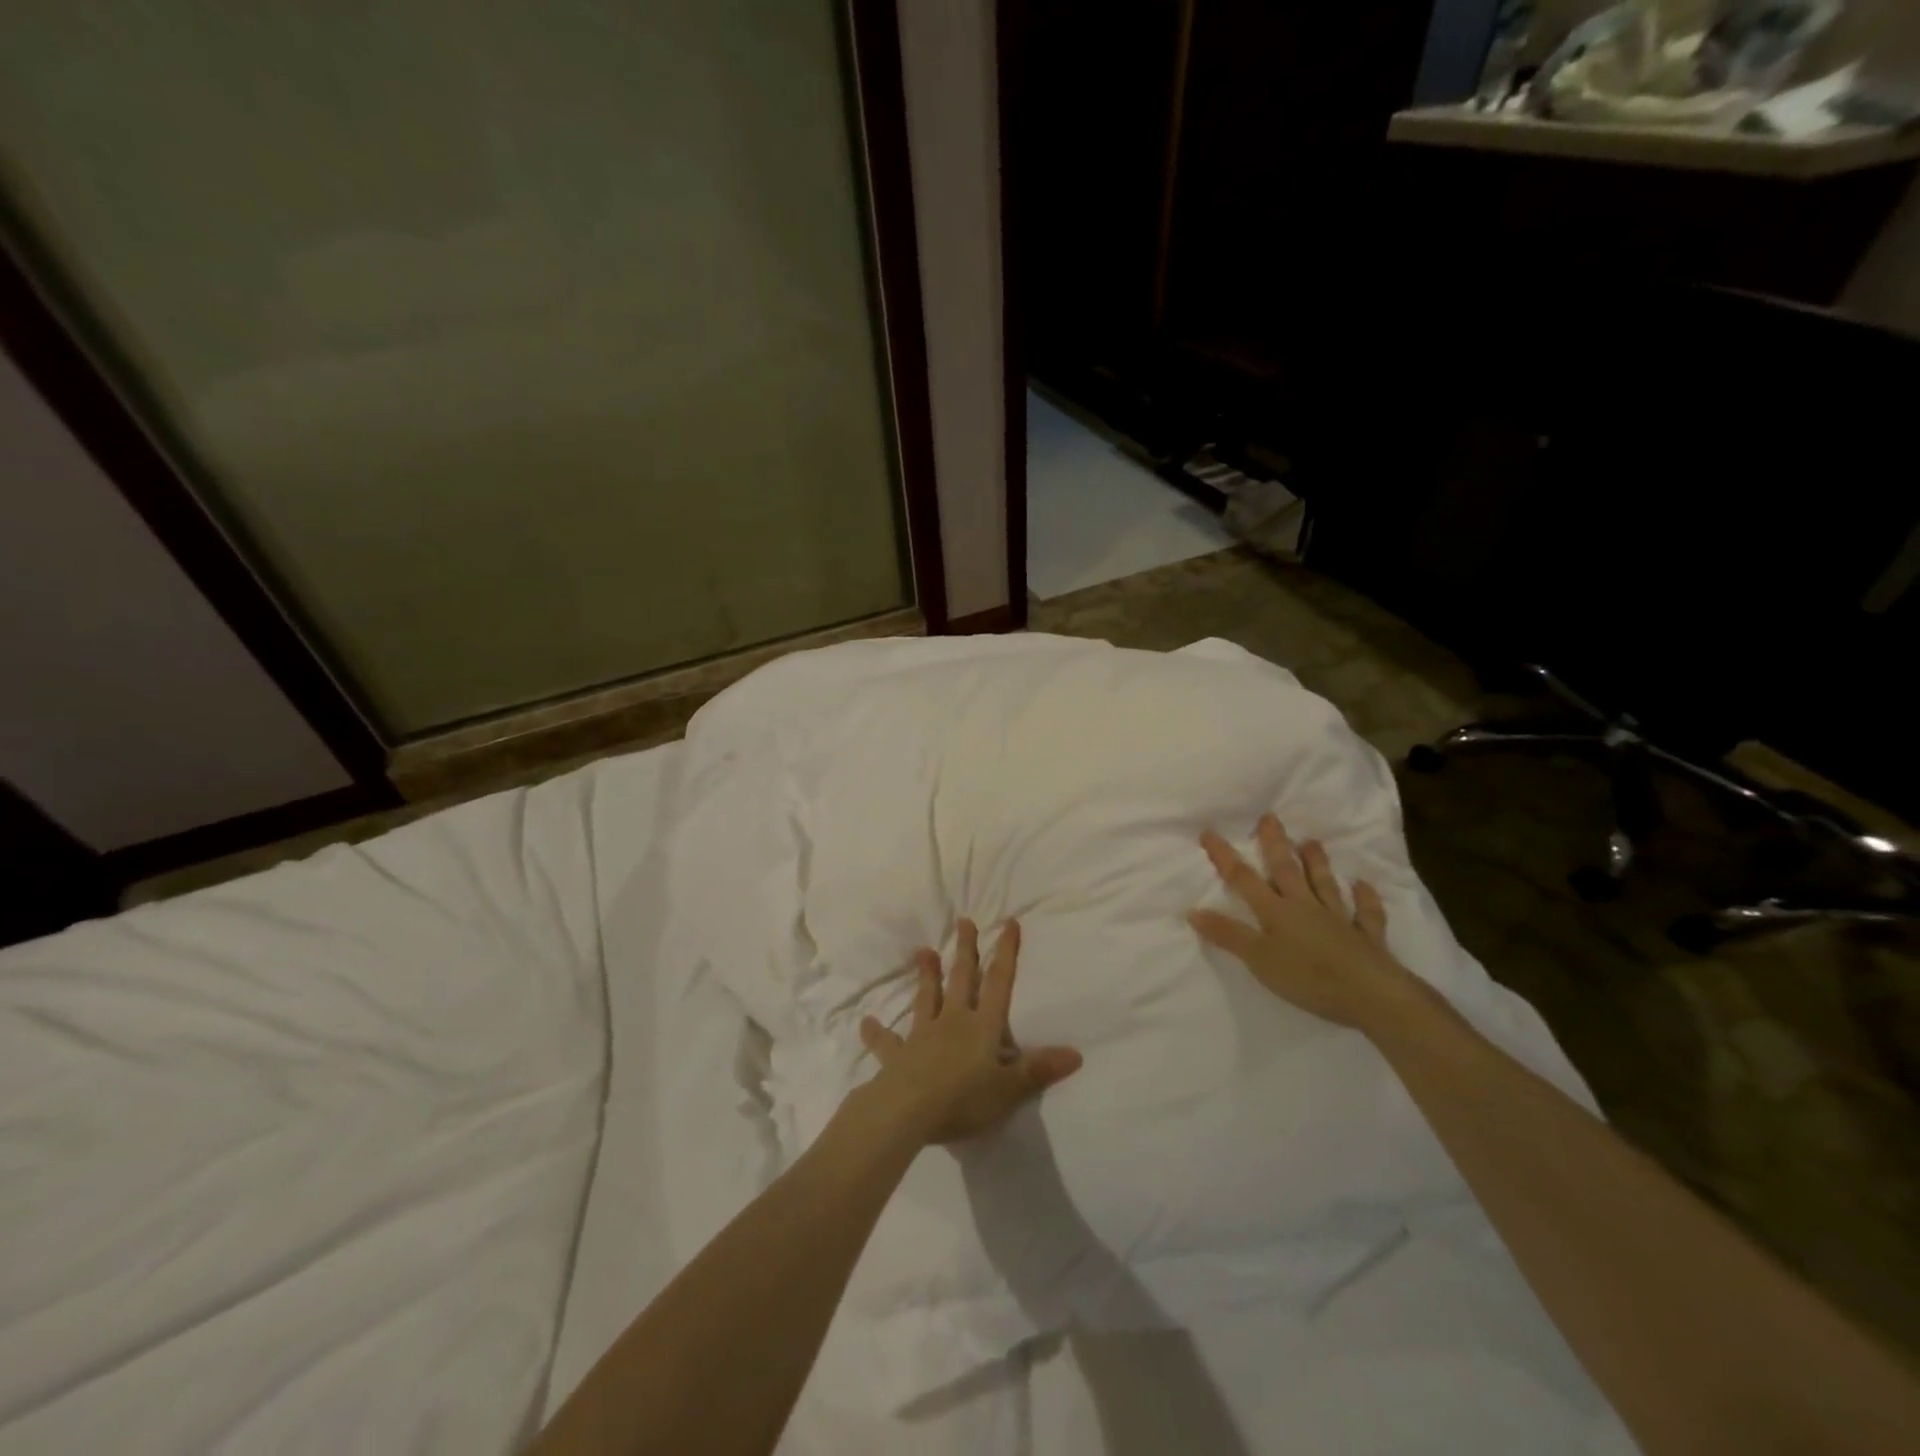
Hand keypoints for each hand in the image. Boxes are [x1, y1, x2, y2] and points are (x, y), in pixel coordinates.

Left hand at [859, 918, 1082, 1144]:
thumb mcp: (1009, 1088)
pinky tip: (867, 1023)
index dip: (1006, 953)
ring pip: (926, 999)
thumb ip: (1039, 1070)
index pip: (998, 983)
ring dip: (926, 976)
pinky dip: (878, 1033)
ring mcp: (922, 1036)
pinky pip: (887, 1043)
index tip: (1007, 923)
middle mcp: (952, 1021)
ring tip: (923, 951)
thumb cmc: (963, 1098)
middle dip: (965, 951)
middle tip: (963, 921)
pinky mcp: (898, 1057)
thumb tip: (1076, 1053)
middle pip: (961, 980)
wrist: (908, 1111)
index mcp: (982, 1026)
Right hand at [1188, 814, 1426, 1031]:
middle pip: (1287, 871)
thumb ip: (1228, 934)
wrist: (1372, 995)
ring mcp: (1338, 920)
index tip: (1209, 832)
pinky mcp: (1366, 938)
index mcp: (1277, 912)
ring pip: (1325, 885)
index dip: (1225, 856)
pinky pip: (1366, 914)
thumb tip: (1193, 910)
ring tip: (1311, 841)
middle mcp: (1306, 907)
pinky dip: (1366, 899)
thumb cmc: (1308, 977)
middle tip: (1270, 817)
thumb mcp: (1259, 959)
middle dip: (1275, 844)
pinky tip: (1363, 886)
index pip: (1244, 879)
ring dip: (1318, 863)